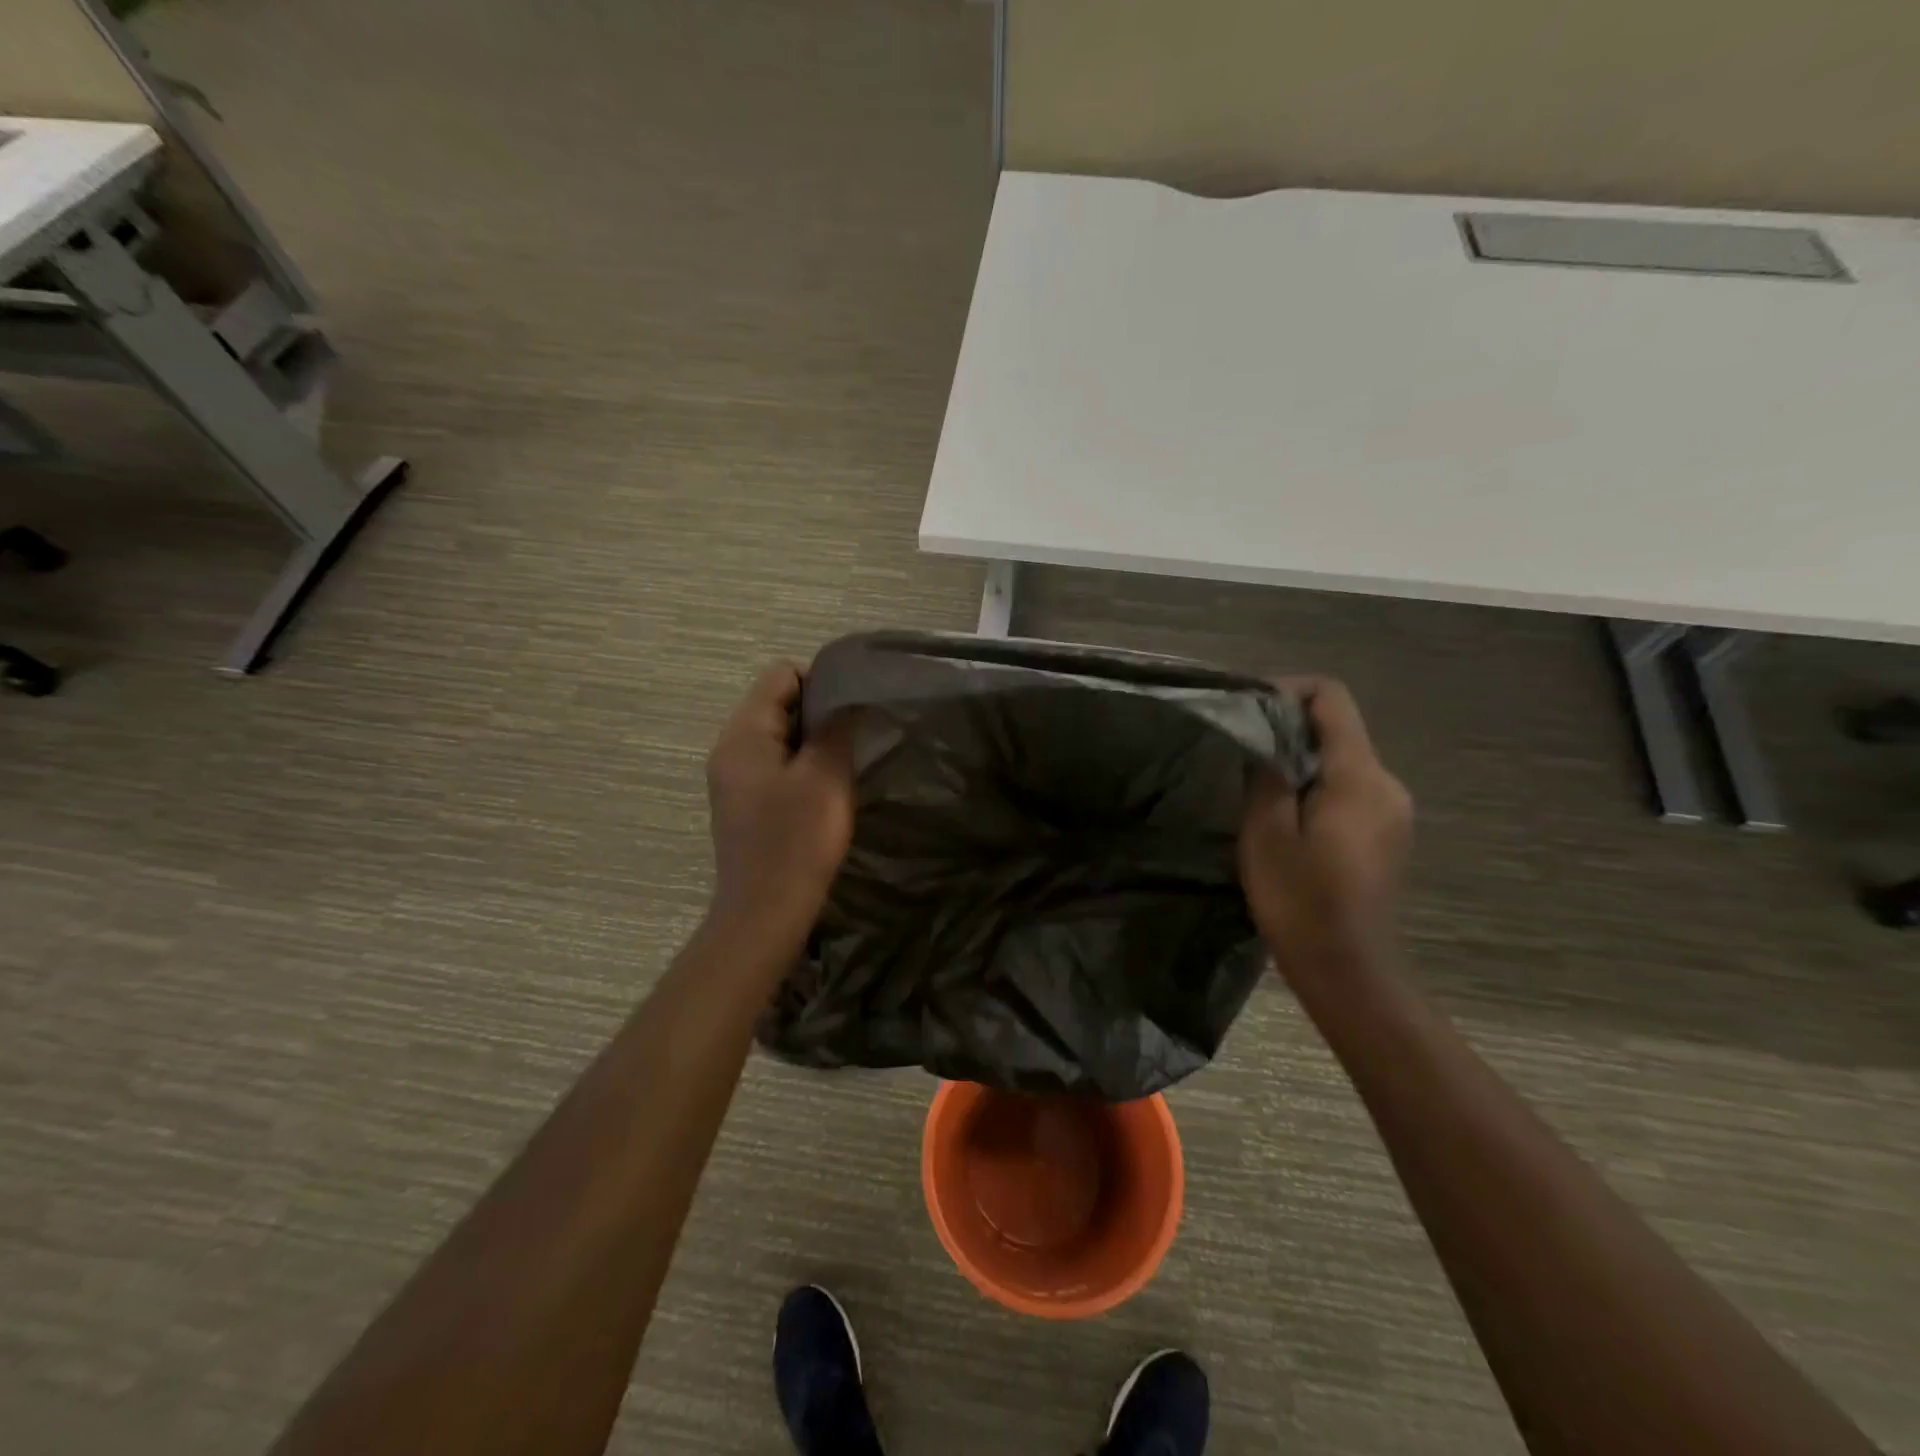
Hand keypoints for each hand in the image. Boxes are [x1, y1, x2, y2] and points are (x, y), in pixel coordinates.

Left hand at [705, 663, 857, 946]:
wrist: (764, 913)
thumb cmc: (796, 840)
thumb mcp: (826, 777)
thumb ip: (836, 728)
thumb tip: (847, 697)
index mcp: (743, 733)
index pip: (781, 674)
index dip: (820, 682)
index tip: (851, 713)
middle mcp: (730, 747)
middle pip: (777, 702)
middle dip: (818, 714)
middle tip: (852, 742)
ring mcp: (733, 777)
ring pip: (778, 735)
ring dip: (812, 743)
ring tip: (841, 767)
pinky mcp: (743, 802)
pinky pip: (774, 764)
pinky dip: (800, 767)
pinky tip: (822, 793)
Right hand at [1239, 678, 1411, 976]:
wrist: (1348, 968)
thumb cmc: (1300, 900)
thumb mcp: (1266, 832)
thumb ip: (1266, 774)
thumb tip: (1264, 738)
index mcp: (1360, 777)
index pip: (1332, 699)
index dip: (1289, 690)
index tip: (1249, 708)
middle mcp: (1387, 783)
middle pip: (1338, 728)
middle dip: (1288, 728)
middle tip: (1242, 750)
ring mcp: (1393, 810)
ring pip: (1342, 760)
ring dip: (1299, 760)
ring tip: (1256, 784)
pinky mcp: (1387, 833)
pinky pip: (1349, 788)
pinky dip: (1315, 784)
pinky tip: (1285, 816)